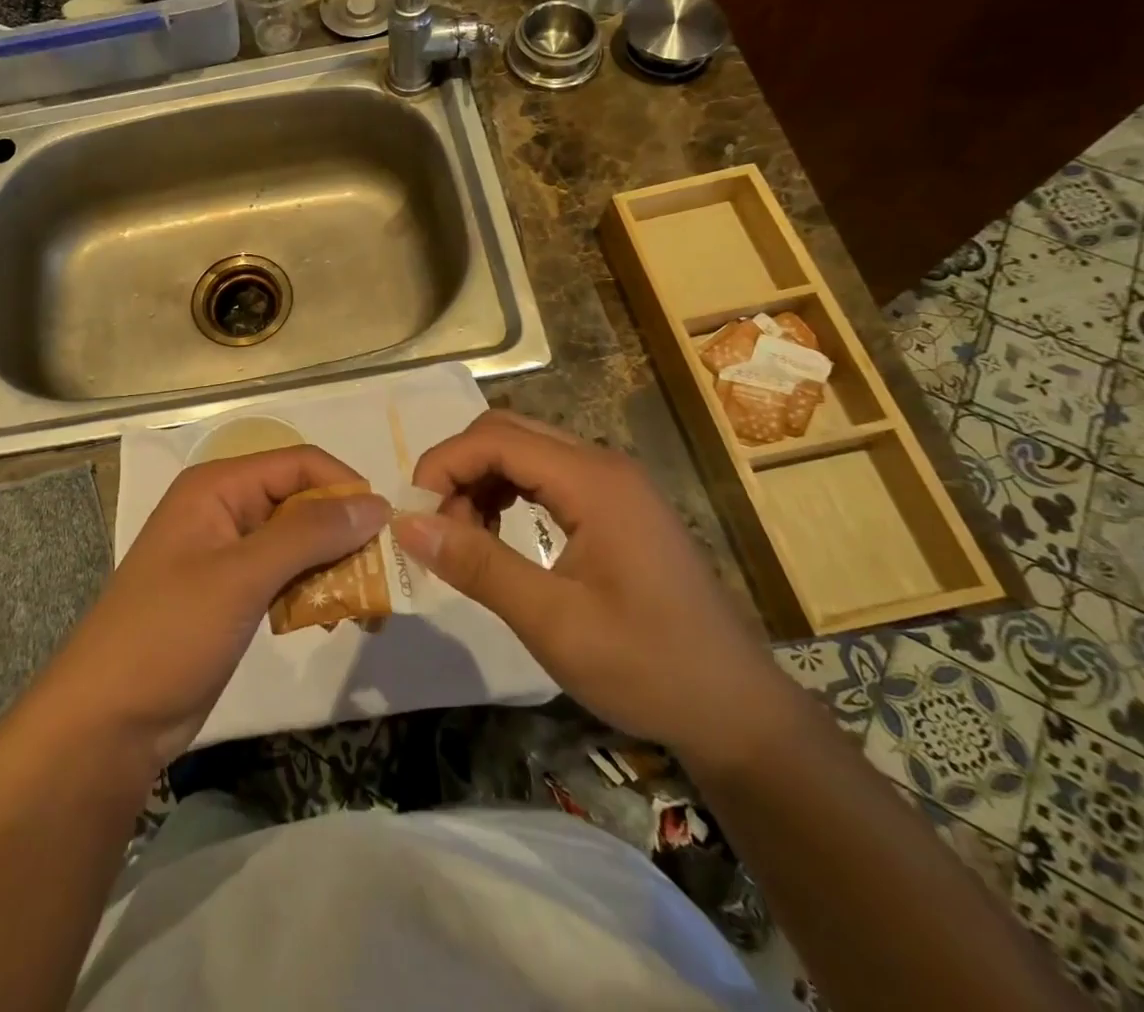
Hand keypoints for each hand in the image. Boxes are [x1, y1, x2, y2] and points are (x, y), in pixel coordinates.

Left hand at [29, 446, 386, 770]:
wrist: (108, 721)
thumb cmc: (169, 633)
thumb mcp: (241, 577)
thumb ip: (309, 534)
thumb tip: (375, 503)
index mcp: (218, 487)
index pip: (298, 464)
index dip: (344, 487)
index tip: (386, 528)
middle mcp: (225, 509)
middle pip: (301, 502)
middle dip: (343, 534)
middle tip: (382, 577)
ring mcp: (227, 553)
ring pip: (298, 542)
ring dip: (334, 567)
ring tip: (364, 608)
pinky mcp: (232, 593)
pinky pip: (286, 576)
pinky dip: (313, 592)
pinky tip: (331, 620)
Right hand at [398, 411, 791, 764]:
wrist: (737, 711)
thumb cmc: (647, 667)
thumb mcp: (553, 622)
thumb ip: (478, 565)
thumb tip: (406, 525)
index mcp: (593, 481)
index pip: (494, 438)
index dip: (442, 466)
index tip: (415, 519)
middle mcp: (602, 465)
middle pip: (506, 433)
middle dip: (458, 471)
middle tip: (438, 531)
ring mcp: (613, 483)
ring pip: (522, 450)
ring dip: (480, 482)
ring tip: (466, 540)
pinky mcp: (616, 505)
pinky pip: (544, 476)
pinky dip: (507, 494)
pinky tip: (500, 537)